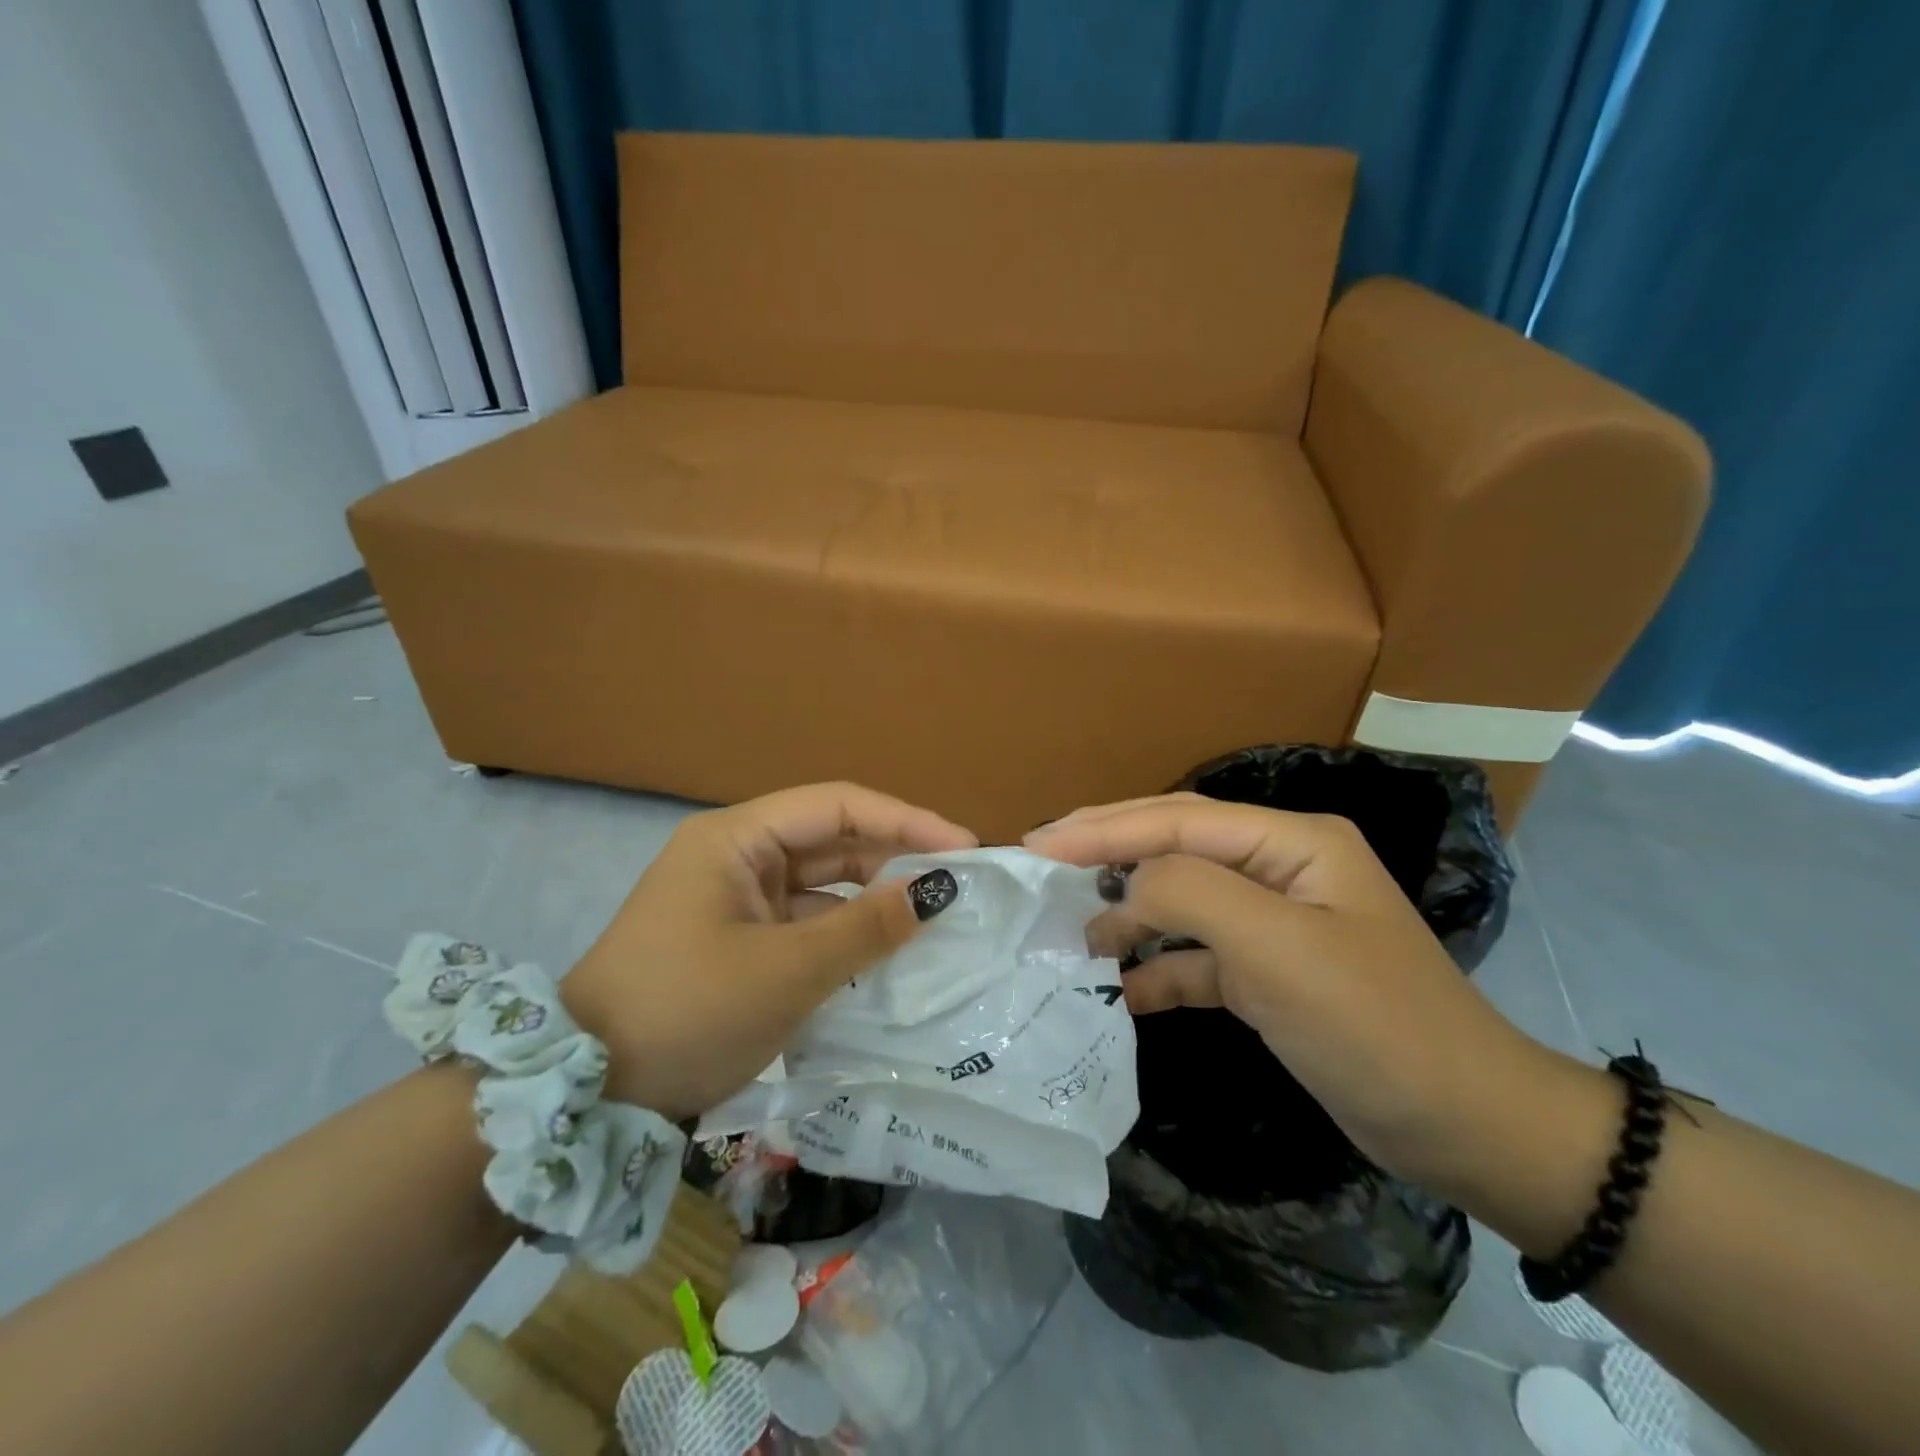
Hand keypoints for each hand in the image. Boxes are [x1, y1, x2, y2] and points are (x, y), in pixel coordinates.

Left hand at [562, 783, 974, 1119]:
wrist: (589, 1094)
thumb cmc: (685, 1011)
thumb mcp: (785, 971)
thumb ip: (865, 927)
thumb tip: (934, 893)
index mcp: (737, 838)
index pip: (837, 806)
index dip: (905, 820)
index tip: (964, 846)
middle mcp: (739, 855)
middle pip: (833, 839)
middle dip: (896, 858)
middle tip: (961, 883)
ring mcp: (738, 898)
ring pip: (824, 883)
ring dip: (875, 899)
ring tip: (937, 918)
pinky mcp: (742, 939)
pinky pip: (808, 922)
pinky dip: (848, 934)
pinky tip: (890, 953)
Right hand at [1025, 794, 1552, 1187]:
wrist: (1468, 1129)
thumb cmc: (1374, 1026)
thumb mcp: (1278, 950)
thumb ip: (1192, 895)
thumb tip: (1125, 885)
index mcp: (1291, 842)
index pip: (1178, 820)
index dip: (1103, 829)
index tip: (1037, 846)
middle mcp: (1279, 868)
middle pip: (1174, 846)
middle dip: (1106, 853)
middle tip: (1039, 862)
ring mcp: (1274, 922)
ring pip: (1181, 900)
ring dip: (1128, 913)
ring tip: (1070, 931)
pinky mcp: (1269, 974)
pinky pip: (1198, 957)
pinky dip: (1158, 969)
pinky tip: (1120, 990)